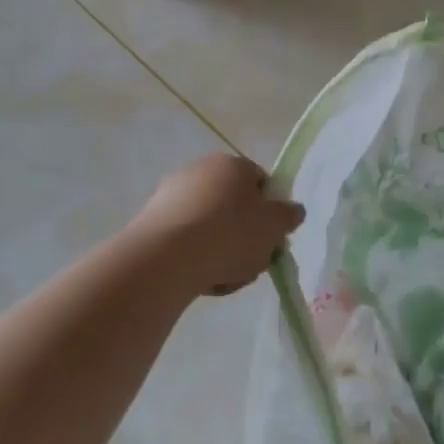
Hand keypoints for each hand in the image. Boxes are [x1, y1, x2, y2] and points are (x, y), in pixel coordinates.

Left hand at [134, 154, 304, 296]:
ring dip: (220, 250)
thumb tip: (292, 210)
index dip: (271, 213)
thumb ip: (289, 216)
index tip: (272, 240)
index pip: (261, 183)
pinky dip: (195, 256)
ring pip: (210, 226)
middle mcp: (201, 170)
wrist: (166, 257)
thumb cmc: (230, 235)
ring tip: (223, 278)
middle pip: (234, 206)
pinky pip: (185, 239)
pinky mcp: (152, 219)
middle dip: (245, 236)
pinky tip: (198, 278)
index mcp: (233, 164)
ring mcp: (173, 193)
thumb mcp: (274, 227)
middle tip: (251, 263)